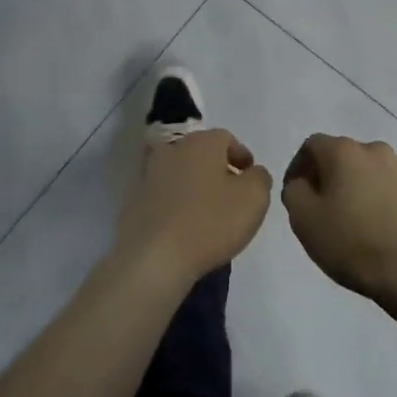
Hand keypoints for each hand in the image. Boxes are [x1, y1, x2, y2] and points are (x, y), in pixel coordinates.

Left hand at [115, 129, 271, 283]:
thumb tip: (253, 173)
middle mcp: (173, 150)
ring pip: (181, 174)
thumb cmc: (211, 222)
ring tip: (211, 215)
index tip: (251, 178)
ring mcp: (150, 175)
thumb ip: (260, 178)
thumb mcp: (254, 198)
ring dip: (196, 187)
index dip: (241, 156)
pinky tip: (187, 228)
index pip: (226, 138)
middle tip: (233, 195)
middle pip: (201, 154)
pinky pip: (165, 197)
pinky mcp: (136, 201)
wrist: (154, 257)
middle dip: (218, 170)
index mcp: (202, 143)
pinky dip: (178, 205)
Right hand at [282, 135, 396, 301]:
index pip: (312, 146)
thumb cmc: (350, 241)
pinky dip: (385, 202)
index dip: (299, 167)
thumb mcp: (303, 219)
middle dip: (331, 176)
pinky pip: (396, 192)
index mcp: (344, 152)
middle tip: (324, 208)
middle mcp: (376, 151)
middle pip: (345, 156)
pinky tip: (382, 229)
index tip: (297, 194)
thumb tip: (302, 184)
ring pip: (373, 172)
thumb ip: (294, 191)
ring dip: (360, 188)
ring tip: (356, 220)